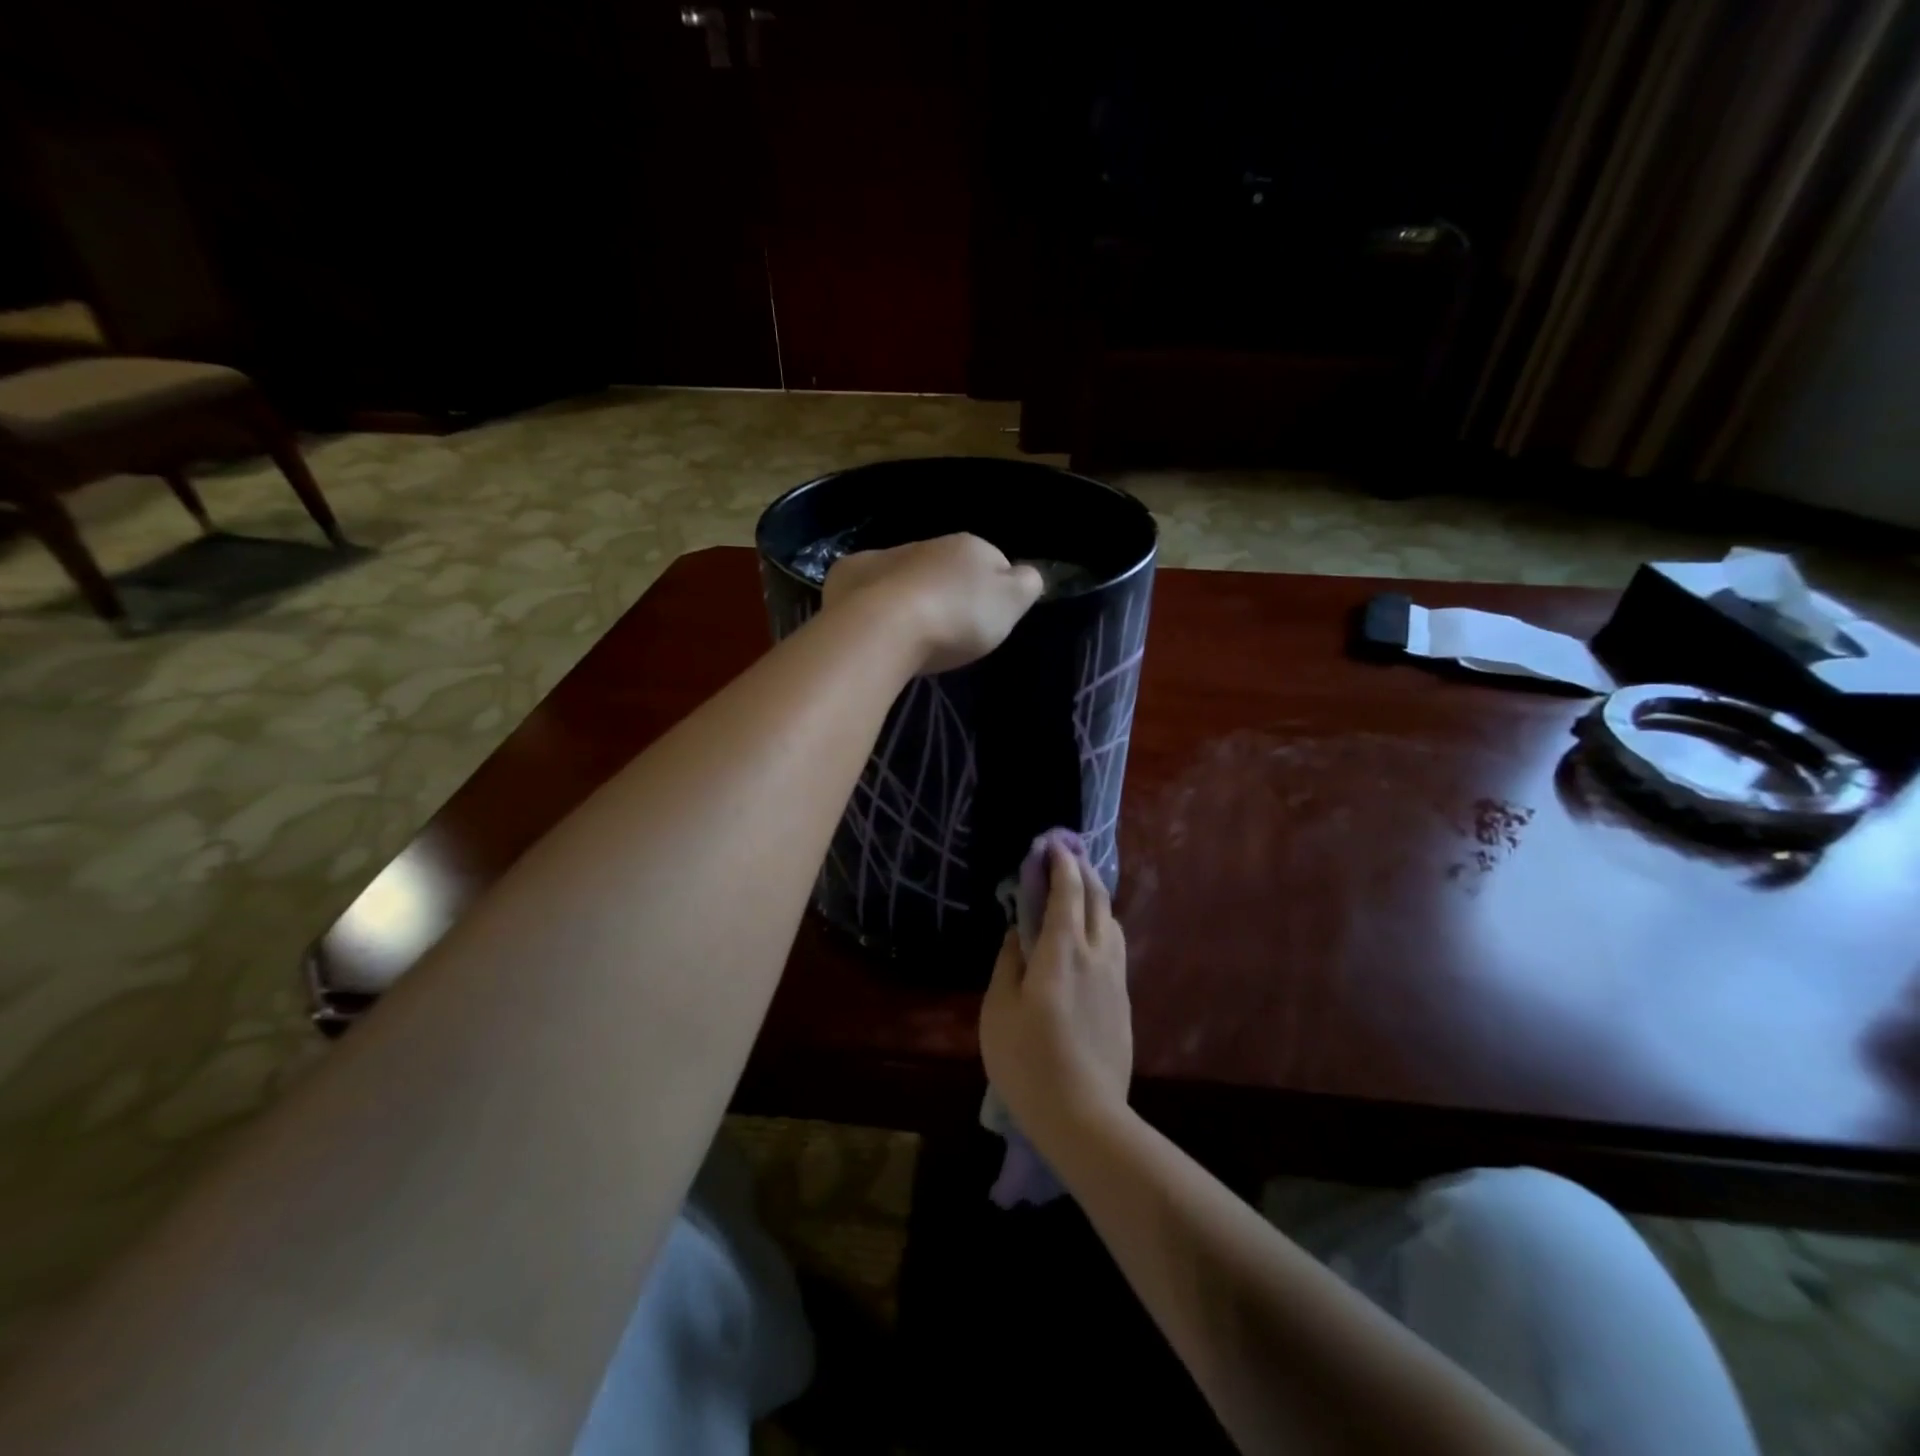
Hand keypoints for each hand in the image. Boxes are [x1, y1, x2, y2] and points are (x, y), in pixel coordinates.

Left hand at [823, 534, 1042, 673]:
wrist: (881, 626)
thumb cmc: (954, 617)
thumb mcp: (1009, 604)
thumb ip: (1026, 585)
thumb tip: (1026, 574)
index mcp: (969, 546)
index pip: (994, 562)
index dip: (993, 592)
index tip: (987, 622)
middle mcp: (925, 543)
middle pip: (946, 568)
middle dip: (948, 593)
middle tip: (948, 633)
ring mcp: (882, 557)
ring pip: (905, 575)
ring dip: (910, 596)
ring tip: (910, 634)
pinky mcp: (846, 576)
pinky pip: (866, 588)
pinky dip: (871, 602)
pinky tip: (875, 628)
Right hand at [980, 843, 1132, 1147]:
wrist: (1084, 1117)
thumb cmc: (1028, 1060)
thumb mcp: (998, 1009)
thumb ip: (1008, 962)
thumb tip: (1018, 934)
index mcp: (1063, 949)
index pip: (1067, 891)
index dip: (1060, 863)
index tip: (1051, 844)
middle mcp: (1097, 954)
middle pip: (1098, 899)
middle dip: (1083, 872)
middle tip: (1067, 857)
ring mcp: (1116, 979)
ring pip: (1112, 923)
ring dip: (1097, 899)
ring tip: (1080, 894)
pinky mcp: (1123, 1003)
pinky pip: (1115, 949)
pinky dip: (1102, 928)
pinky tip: (1090, 940)